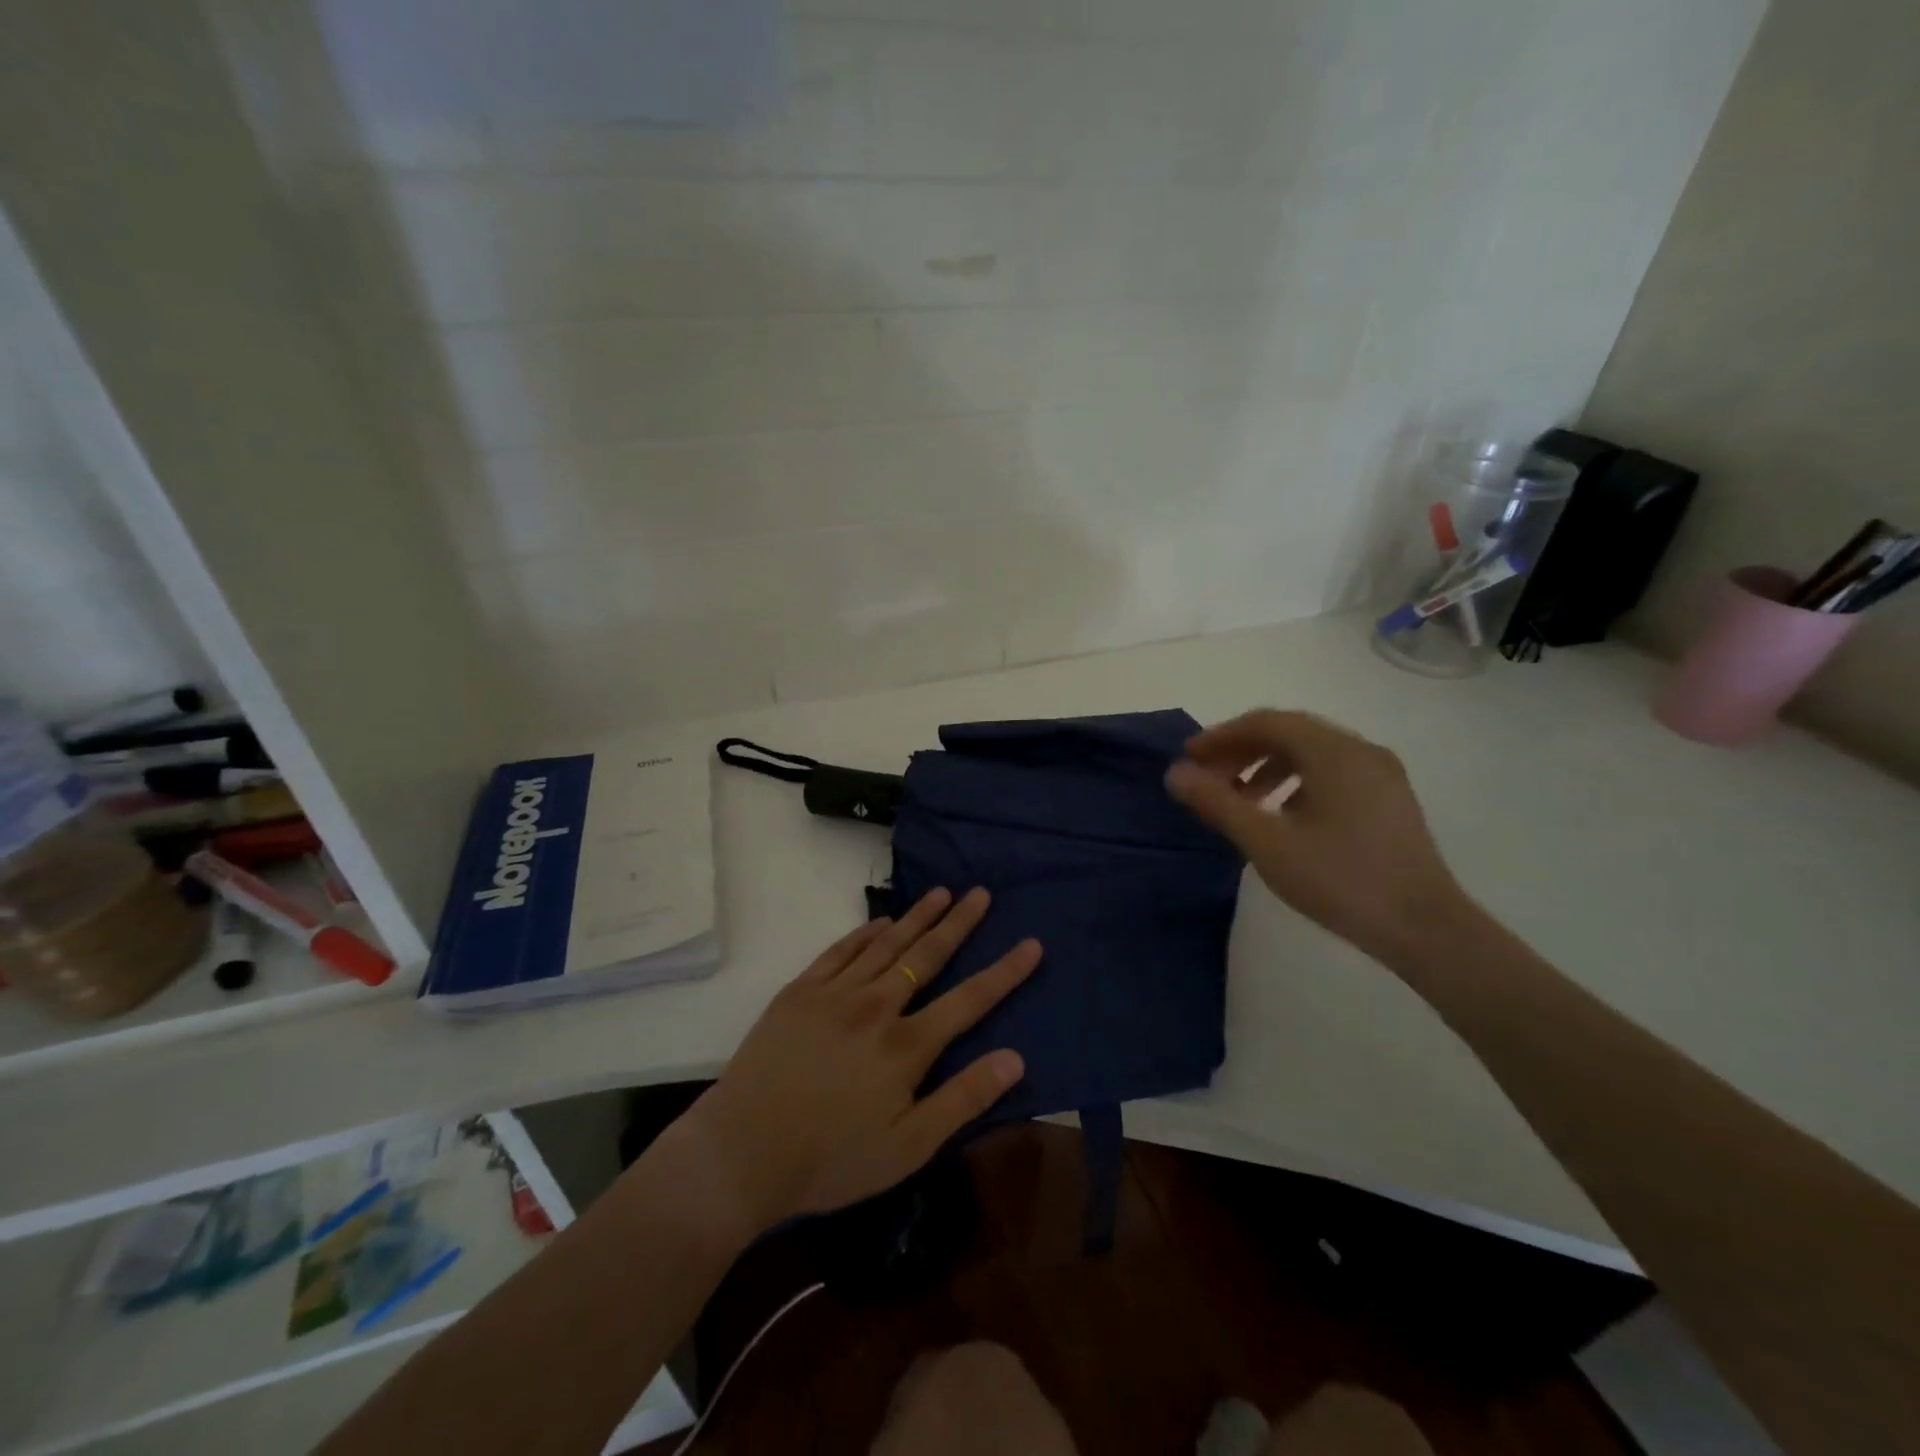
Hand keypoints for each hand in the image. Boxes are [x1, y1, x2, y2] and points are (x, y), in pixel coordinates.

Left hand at [678, 887, 1040, 1235]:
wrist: (741, 1152)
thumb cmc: (831, 1160)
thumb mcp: (908, 1147)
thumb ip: (963, 1099)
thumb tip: (1015, 1058)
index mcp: (906, 1046)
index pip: (969, 1000)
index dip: (1005, 972)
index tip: (1031, 943)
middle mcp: (876, 1007)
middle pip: (926, 956)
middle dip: (959, 924)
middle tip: (981, 893)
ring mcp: (834, 994)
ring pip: (885, 944)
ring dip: (916, 917)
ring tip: (941, 892)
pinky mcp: (799, 992)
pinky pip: (839, 951)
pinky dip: (863, 932)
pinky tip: (880, 921)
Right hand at [1164, 710, 1467, 968]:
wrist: (1424, 928)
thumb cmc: (1339, 880)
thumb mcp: (1266, 842)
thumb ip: (1217, 803)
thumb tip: (1175, 774)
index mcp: (1333, 752)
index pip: (1266, 722)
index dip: (1221, 736)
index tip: (1188, 759)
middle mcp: (1360, 750)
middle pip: (1290, 732)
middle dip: (1242, 750)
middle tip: (1209, 778)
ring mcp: (1381, 774)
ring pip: (1312, 753)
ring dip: (1267, 766)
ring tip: (1241, 800)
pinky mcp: (1389, 799)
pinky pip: (1332, 772)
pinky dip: (1296, 781)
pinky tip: (1282, 815)